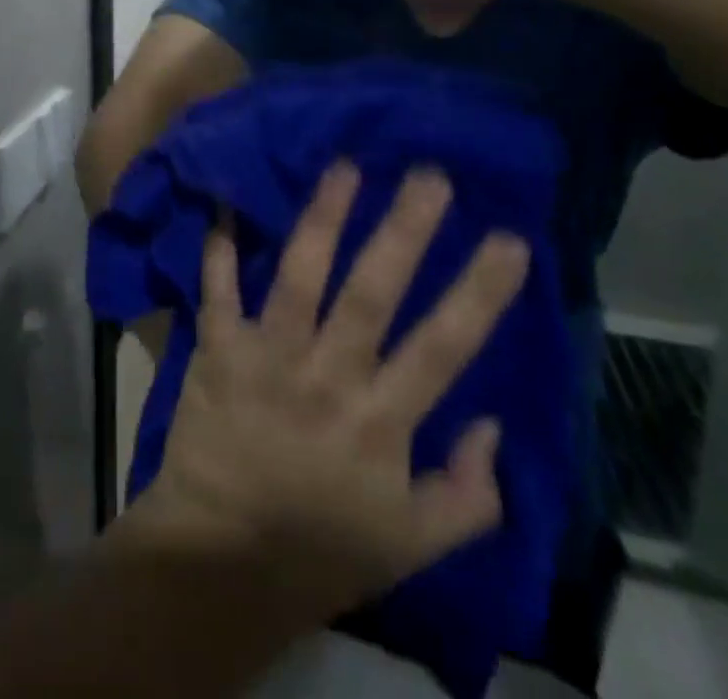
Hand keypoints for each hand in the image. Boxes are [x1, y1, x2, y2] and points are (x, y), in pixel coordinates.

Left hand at [123, 165, 530, 621]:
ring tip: (344, 166)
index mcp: (380, 422)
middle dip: (403, 231)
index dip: (479, 292)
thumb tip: (492, 425)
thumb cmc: (321, 548)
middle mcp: (326, 378)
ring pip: (300, 277)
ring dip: (322, 219)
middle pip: (371, 294)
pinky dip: (219, 247)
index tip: (509, 237)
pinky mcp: (218, 351)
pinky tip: (226, 202)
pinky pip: (217, 290)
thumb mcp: (412, 544)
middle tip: (428, 174)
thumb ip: (467, 496)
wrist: (220, 561)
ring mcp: (267, 358)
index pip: (443, 347)